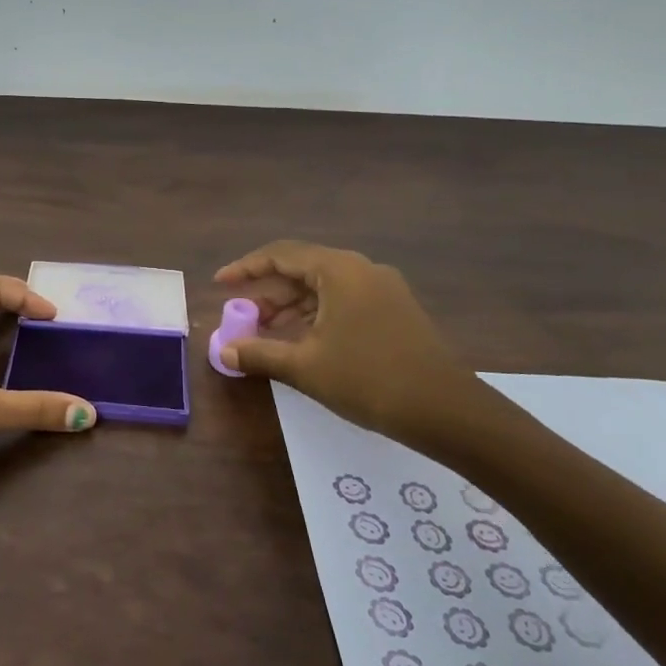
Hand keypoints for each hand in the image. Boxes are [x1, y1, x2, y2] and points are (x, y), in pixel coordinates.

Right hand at [213, 241, 480, 443]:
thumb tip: (223, 351)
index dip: (245, 268)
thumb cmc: (368, 379)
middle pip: (302, 270)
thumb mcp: (305, 367)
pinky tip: (302, 342)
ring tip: (266, 334)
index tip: (220, 284)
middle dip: (268, 293)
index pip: (281, 255)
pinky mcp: (395, 311)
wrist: (445, 410)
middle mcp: (362, 270)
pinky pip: (343, 301)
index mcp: (339, 270)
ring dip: (290, 307)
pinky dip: (315, 316)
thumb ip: (259, 353)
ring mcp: (383, 289)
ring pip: (323, 288)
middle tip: (242, 317)